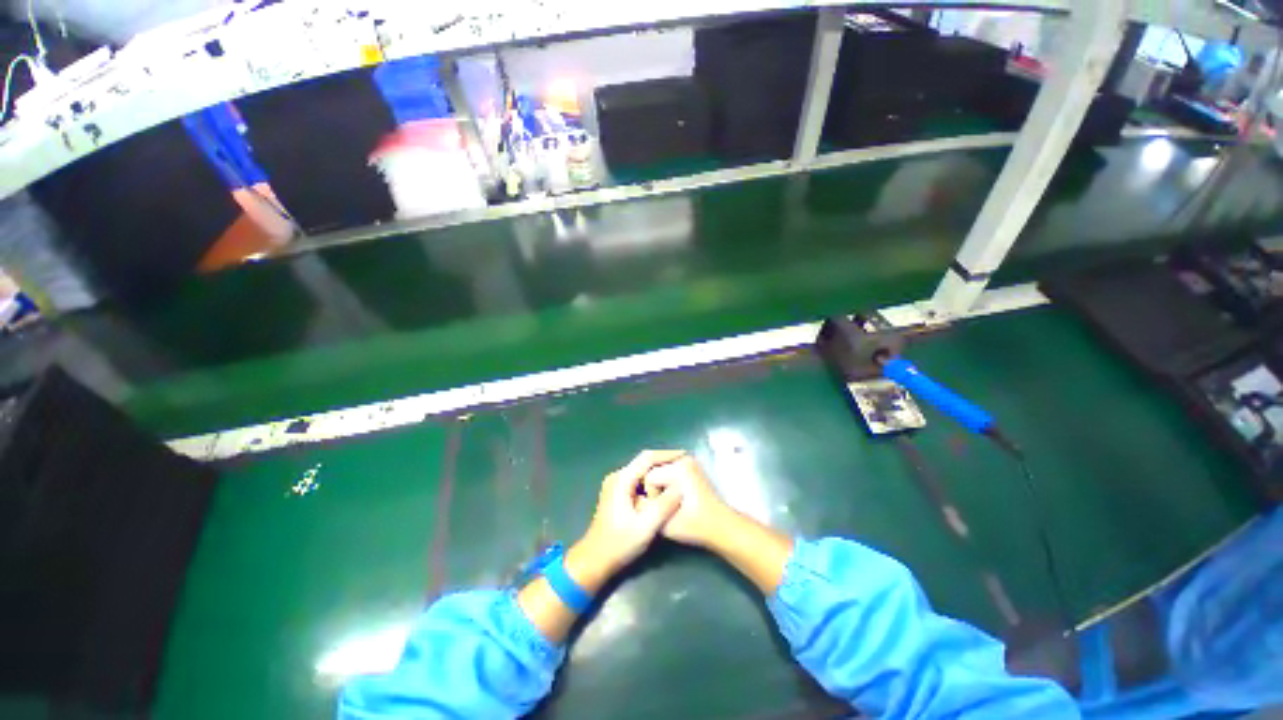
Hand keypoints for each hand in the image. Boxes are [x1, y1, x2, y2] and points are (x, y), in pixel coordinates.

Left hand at [571, 450, 686, 583]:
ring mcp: (616, 485)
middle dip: (664, 463)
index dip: (667, 455)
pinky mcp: (618, 493)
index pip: (647, 458)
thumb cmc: (619, 544)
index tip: (685, 455)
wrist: (594, 560)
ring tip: (678, 476)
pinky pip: (639, 481)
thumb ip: (664, 505)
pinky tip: (664, 490)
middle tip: (684, 467)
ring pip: (642, 472)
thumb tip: (681, 487)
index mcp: (622, 480)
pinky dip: (652, 482)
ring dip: (659, 473)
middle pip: (644, 463)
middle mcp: (617, 477)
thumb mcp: (646, 527)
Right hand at [641, 454, 732, 548]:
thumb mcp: (664, 523)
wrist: (721, 525)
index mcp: (678, 470)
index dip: (650, 496)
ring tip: (666, 500)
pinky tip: (671, 494)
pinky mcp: (691, 465)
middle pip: (653, 469)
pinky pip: (669, 469)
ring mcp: (688, 460)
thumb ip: (645, 510)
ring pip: (659, 468)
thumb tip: (632, 500)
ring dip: (658, 484)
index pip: (649, 477)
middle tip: (660, 504)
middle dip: (653, 487)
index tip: (659, 510)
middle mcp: (684, 459)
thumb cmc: (695, 526)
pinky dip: (666, 480)